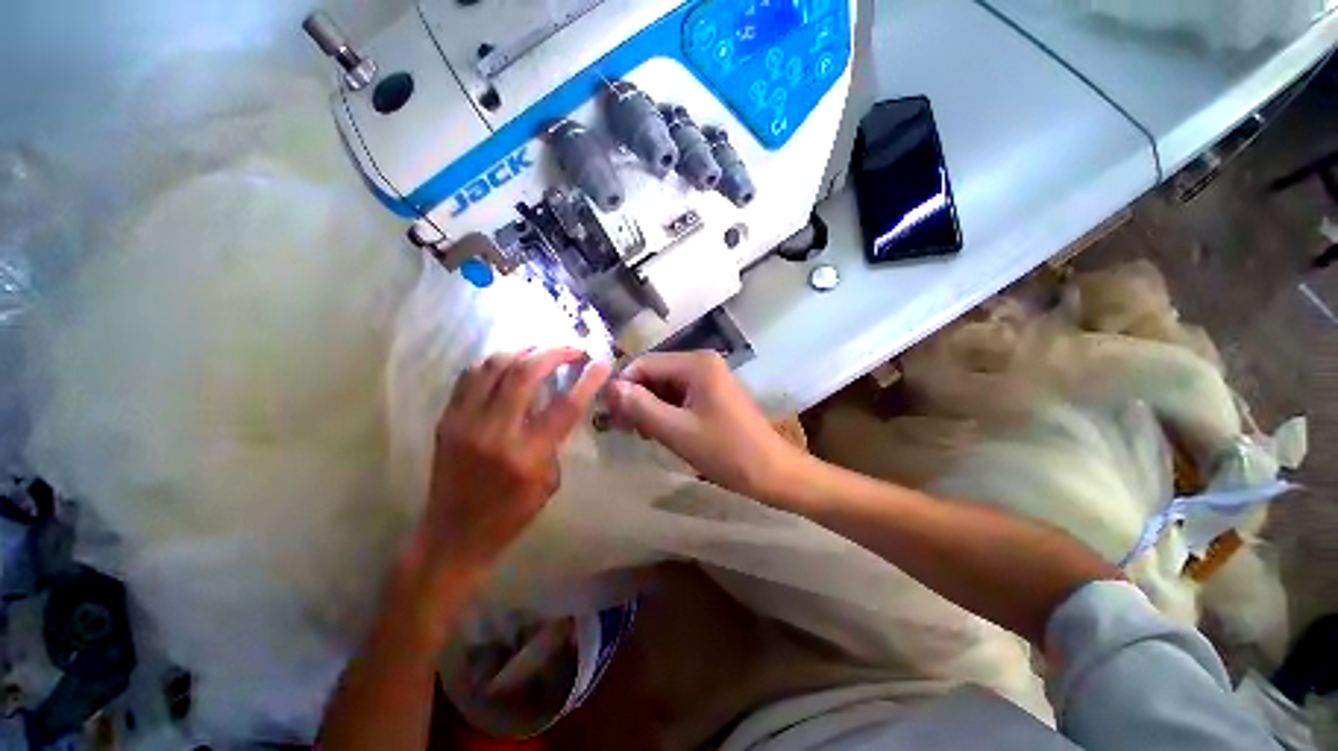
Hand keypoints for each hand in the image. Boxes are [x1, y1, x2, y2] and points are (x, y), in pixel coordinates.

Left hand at [424, 348, 610, 573]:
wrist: (453, 536)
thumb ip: (555, 439)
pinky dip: (495, 361)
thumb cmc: (511, 514)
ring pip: (494, 366)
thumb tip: (561, 403)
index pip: (565, 406)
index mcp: (528, 455)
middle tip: (571, 348)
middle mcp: (495, 432)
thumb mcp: (548, 481)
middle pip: (525, 373)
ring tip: (542, 348)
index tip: (602, 361)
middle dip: (554, 352)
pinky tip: (510, 362)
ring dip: (523, 350)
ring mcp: (465, 422)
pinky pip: (470, 376)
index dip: (588, 379)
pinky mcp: (447, 419)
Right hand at [604, 350, 813, 505]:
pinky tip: (660, 431)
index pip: (644, 364)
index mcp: (696, 363)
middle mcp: (702, 363)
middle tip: (623, 429)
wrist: (771, 472)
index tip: (610, 416)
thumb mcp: (676, 430)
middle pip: (654, 373)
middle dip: (636, 398)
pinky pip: (679, 396)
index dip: (623, 386)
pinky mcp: (712, 394)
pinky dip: (665, 411)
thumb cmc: (725, 451)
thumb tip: (610, 387)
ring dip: (649, 407)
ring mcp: (709, 378)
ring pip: (664, 386)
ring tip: (642, 434)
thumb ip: (640, 406)